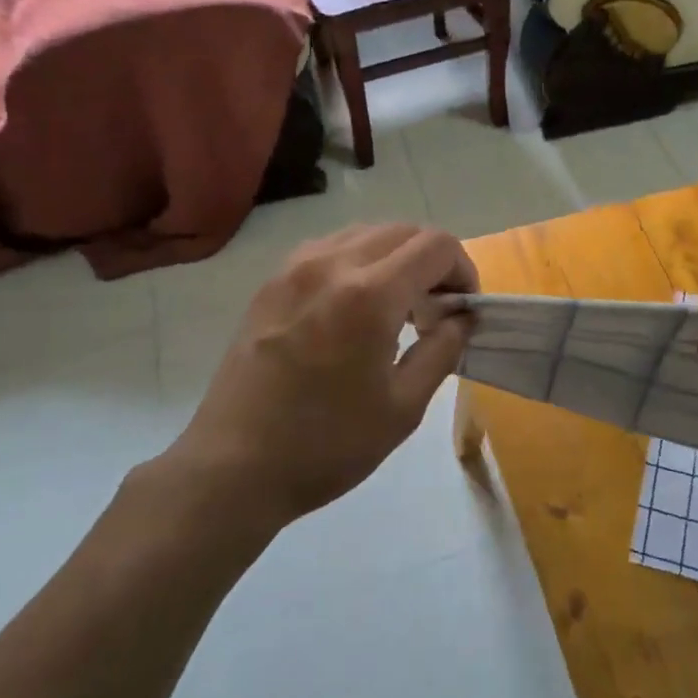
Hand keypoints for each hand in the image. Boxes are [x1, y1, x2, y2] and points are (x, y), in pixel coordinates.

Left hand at [162, 224, 476, 530]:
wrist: (233, 467)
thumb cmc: (326, 445)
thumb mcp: (403, 407)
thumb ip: (442, 350)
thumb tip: (462, 318)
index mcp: (370, 294)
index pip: (436, 246)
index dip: (463, 270)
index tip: (463, 309)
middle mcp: (332, 264)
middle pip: (402, 231)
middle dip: (433, 261)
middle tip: (436, 309)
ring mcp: (294, 268)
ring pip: (365, 233)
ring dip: (395, 257)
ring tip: (397, 307)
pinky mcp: (271, 283)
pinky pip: (329, 248)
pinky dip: (358, 261)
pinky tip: (355, 306)